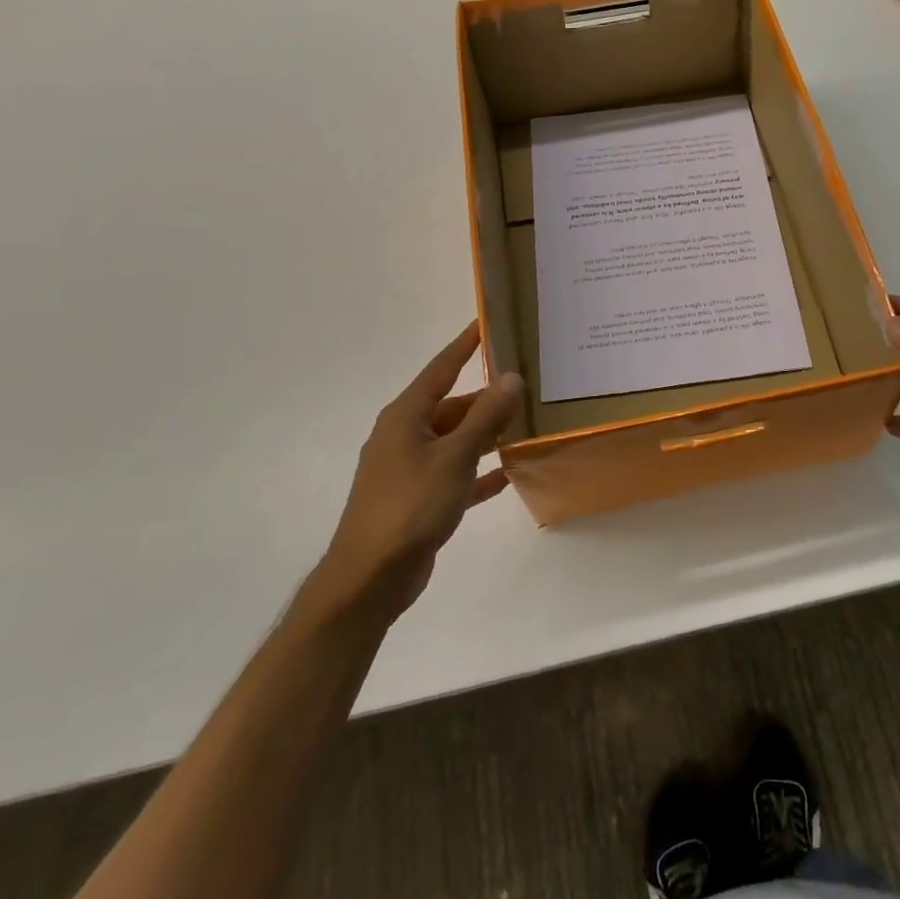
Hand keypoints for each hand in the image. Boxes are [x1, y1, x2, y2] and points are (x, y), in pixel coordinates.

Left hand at [319, 322, 522, 615]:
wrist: (371, 576)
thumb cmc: (411, 506)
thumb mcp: (454, 456)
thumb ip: (485, 417)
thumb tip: (511, 377)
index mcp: (405, 417)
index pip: (441, 368)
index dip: (465, 345)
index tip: (486, 322)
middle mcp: (405, 436)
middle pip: (452, 406)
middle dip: (487, 397)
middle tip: (527, 385)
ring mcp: (410, 469)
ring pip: (456, 440)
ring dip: (487, 434)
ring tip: (527, 425)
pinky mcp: (418, 499)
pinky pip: (456, 474)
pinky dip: (478, 471)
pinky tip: (508, 473)